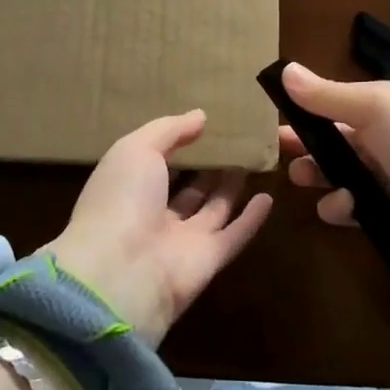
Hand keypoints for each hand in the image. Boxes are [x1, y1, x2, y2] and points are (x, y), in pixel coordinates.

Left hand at [44, 110, 273, 345]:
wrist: (121, 273)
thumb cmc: (122, 199)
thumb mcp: (136, 149)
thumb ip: (169, 130)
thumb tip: (200, 116)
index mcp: (128, 187)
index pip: (154, 163)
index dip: (175, 144)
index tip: (202, 124)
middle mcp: (153, 214)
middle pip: (186, 188)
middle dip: (206, 167)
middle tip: (234, 142)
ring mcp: (181, 240)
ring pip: (211, 209)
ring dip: (229, 186)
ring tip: (251, 159)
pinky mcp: (208, 260)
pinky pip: (233, 235)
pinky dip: (251, 219)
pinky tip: (268, 197)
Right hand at [279, 62, 389, 277]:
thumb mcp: (374, 108)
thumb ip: (326, 95)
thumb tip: (284, 70)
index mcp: (385, 105)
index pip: (335, 101)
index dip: (305, 107)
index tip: (273, 115)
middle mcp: (384, 137)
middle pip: (332, 137)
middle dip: (304, 144)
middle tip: (277, 153)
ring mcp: (386, 175)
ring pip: (336, 172)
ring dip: (317, 175)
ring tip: (303, 179)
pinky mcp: (385, 211)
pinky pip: (349, 205)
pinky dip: (340, 206)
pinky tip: (344, 207)